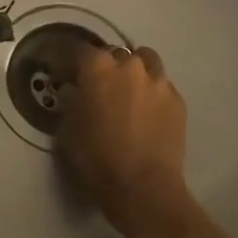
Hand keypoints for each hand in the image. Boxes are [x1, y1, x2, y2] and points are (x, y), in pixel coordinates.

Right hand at [58, 43, 191, 237]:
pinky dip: (150, 91)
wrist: (143, 188)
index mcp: (98, 67)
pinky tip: (145, 112)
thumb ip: (70, 100)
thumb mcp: (69, 127)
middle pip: (113, 53)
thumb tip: (72, 89)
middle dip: (102, 66)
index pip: (77, 50)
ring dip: (132, 71)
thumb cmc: (96, 157)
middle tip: (95, 86)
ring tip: (126, 92)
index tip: (59, 75)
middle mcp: (130, 65)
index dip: (65, 61)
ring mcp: (158, 81)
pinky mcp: (178, 101)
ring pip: (144, 61)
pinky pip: (160, 85)